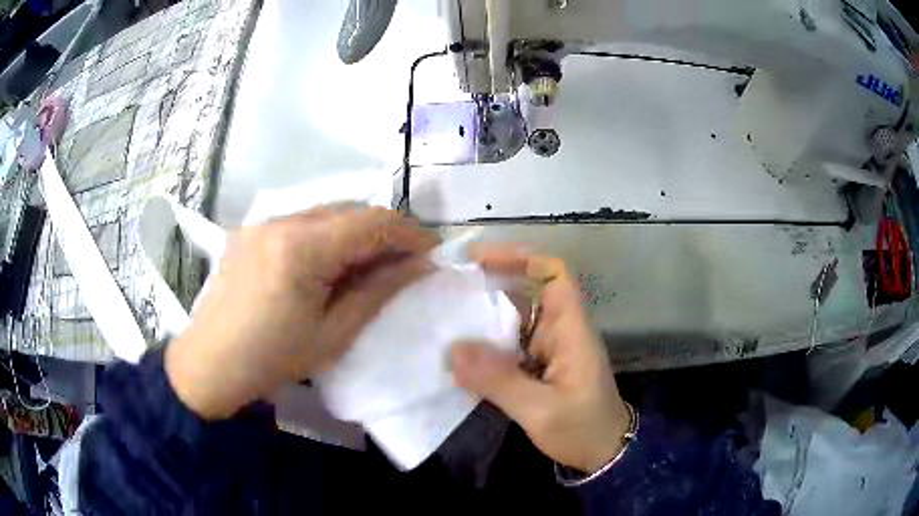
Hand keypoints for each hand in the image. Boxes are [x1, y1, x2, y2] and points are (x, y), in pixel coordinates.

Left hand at [165, 207, 437, 418]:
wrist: (210, 364)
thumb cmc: (272, 359)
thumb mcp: (333, 334)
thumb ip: (379, 292)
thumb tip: (421, 266)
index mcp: (301, 247)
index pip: (371, 220)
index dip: (410, 232)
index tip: (433, 253)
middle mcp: (280, 220)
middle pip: (349, 209)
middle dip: (384, 232)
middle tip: (404, 263)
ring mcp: (262, 222)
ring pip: (325, 213)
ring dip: (354, 233)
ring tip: (369, 266)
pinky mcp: (250, 231)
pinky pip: (300, 222)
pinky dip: (326, 236)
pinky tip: (327, 266)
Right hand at [451, 246, 629, 473]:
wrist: (601, 454)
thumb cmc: (582, 428)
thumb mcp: (541, 409)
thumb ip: (499, 381)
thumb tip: (452, 350)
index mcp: (570, 330)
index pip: (554, 275)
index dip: (521, 259)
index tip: (480, 260)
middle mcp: (559, 332)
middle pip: (526, 294)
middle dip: (489, 287)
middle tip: (446, 289)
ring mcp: (547, 351)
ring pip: (513, 322)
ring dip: (482, 320)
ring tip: (443, 319)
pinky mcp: (537, 369)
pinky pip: (508, 348)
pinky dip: (484, 349)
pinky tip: (458, 358)